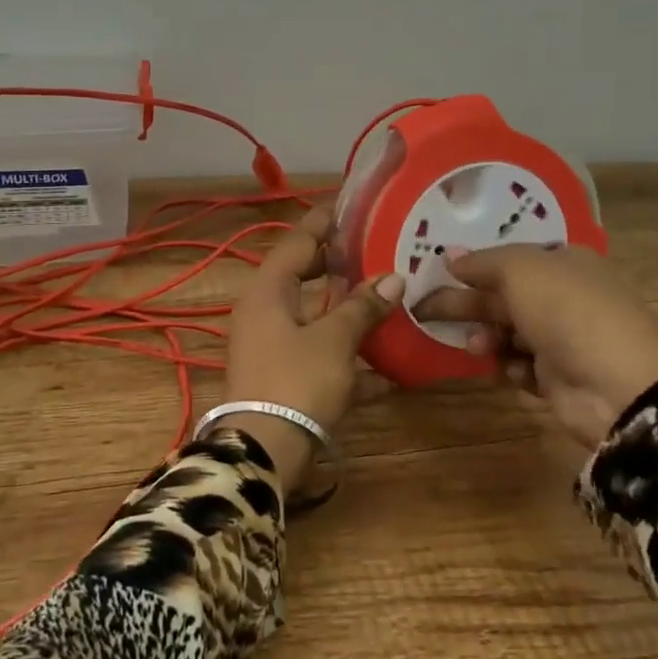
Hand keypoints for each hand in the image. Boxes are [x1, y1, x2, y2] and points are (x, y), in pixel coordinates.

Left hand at [222, 207, 403, 487]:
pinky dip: (349, 353)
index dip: (325, 222)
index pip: (297, 240)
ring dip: (349, 309)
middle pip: (305, 275)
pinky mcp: (285, 375)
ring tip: (391, 295)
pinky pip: (321, 351)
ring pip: (316, 315)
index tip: (354, 205)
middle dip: (341, 264)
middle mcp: (265, 311)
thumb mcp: (333, 340)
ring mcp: (273, 344)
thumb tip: (394, 279)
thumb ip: (362, 307)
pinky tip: (390, 366)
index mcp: (268, 290)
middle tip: (380, 249)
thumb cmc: (296, 382)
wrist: (263, 453)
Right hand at [415, 244, 657, 448]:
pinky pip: (520, 366)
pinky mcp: (558, 377)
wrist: (621, 386)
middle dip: (467, 303)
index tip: (438, 272)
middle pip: (502, 295)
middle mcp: (563, 296)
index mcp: (563, 262)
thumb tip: (449, 255)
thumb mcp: (522, 271)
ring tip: (477, 346)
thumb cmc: (569, 313)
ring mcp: (562, 338)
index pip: (510, 258)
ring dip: (487, 337)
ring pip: (507, 332)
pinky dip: (510, 367)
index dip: (474, 264)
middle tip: (424, 309)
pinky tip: (510, 370)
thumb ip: (482, 262)